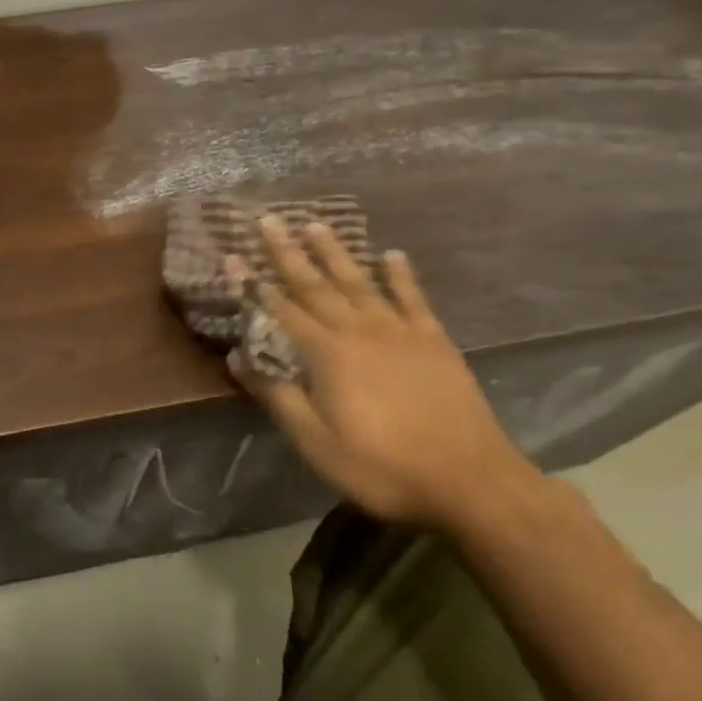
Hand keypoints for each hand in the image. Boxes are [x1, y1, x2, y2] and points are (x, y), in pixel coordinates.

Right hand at [229, 216, 538, 530]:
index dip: (253, 283)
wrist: (469, 480)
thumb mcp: (315, 441)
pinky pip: (413, 298)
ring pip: (360, 282)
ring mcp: (400, 332)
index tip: (232, 255)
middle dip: (288, 253)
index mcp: (327, 354)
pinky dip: (400, 275)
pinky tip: (392, 255)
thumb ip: (277, 395)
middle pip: (316, 285)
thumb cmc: (381, 466)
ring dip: (335, 253)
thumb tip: (238, 357)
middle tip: (269, 220)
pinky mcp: (434, 341)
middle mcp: (360, 331)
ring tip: (316, 224)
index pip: (281, 310)